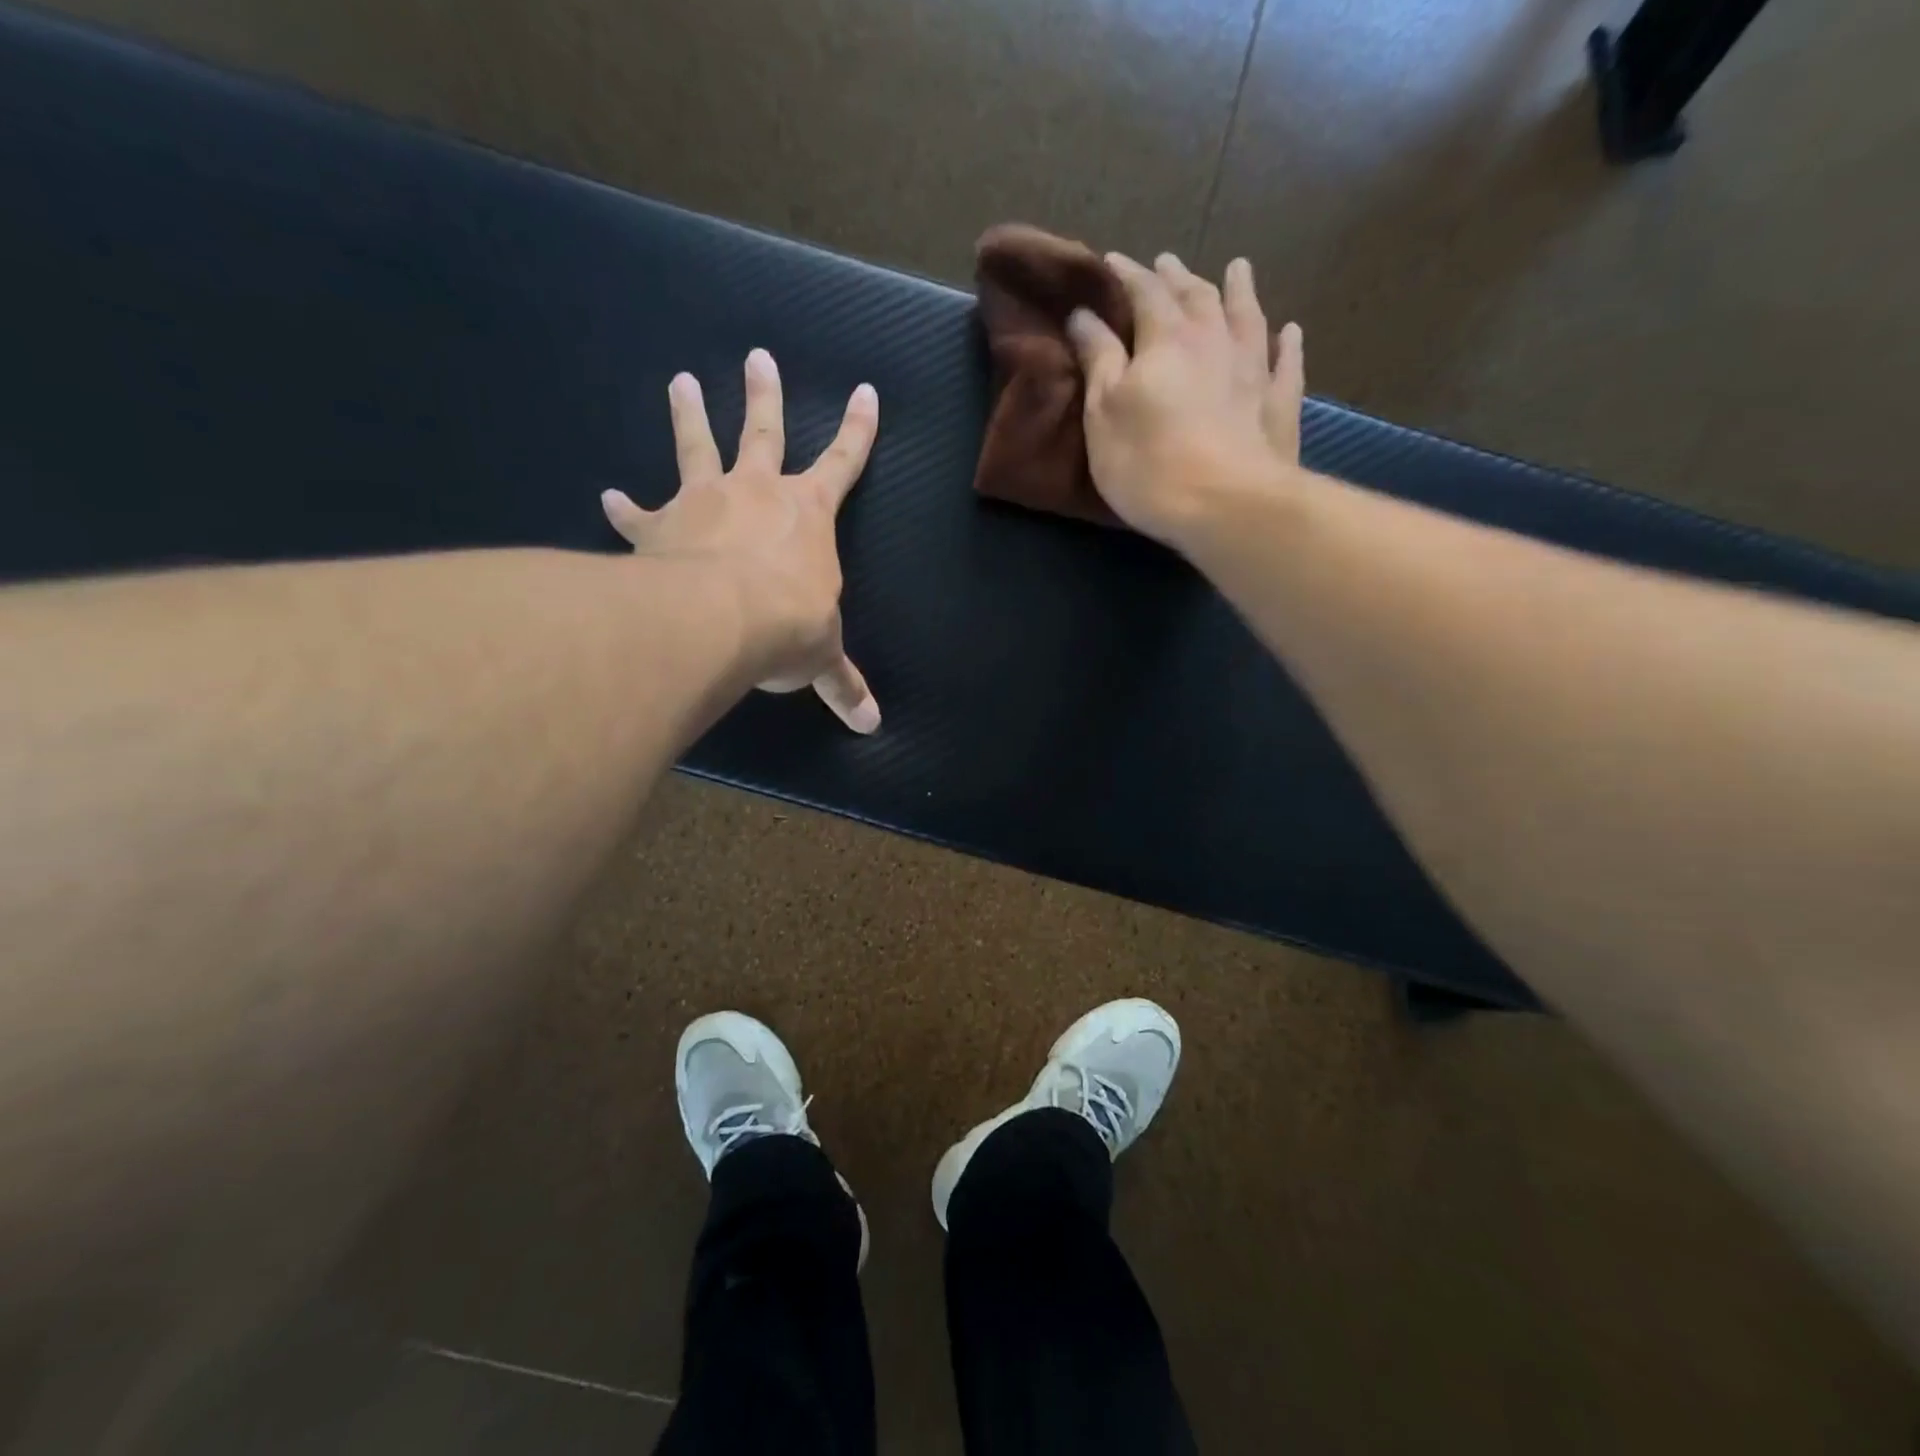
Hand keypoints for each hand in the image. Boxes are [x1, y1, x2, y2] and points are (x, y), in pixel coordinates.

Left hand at [601, 349, 881, 733]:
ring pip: (697, 445)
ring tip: (679, 380)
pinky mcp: (660, 525)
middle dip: (764, 394)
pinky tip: (606, 499)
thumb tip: (872, 726)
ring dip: (689, 413)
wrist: (720, 620)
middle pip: (763, 431)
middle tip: (757, 356)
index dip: (858, 430)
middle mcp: (757, 492)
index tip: (866, 390)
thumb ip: (843, 684)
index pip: (844, 463)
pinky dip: (624, 509)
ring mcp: (705, 502)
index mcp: (807, 514)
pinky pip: (639, 514)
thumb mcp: (822, 656)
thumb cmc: (786, 626)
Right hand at [1067, 252, 1304, 546]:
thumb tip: (1084, 314)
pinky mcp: (1280, 404)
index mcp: (1166, 339)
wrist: (1225, 504)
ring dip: (1239, 290)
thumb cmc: (1148, 461)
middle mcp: (1214, 340)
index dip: (1126, 276)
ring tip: (1237, 268)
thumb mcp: (1103, 412)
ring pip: (1247, 316)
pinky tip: (1289, 331)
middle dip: (1177, 278)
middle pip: (1197, 296)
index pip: (1144, 293)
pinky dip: (1286, 344)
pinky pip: (1286, 363)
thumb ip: (1098, 360)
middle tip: (1167, 263)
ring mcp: (1254, 369)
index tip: (1110, 263)